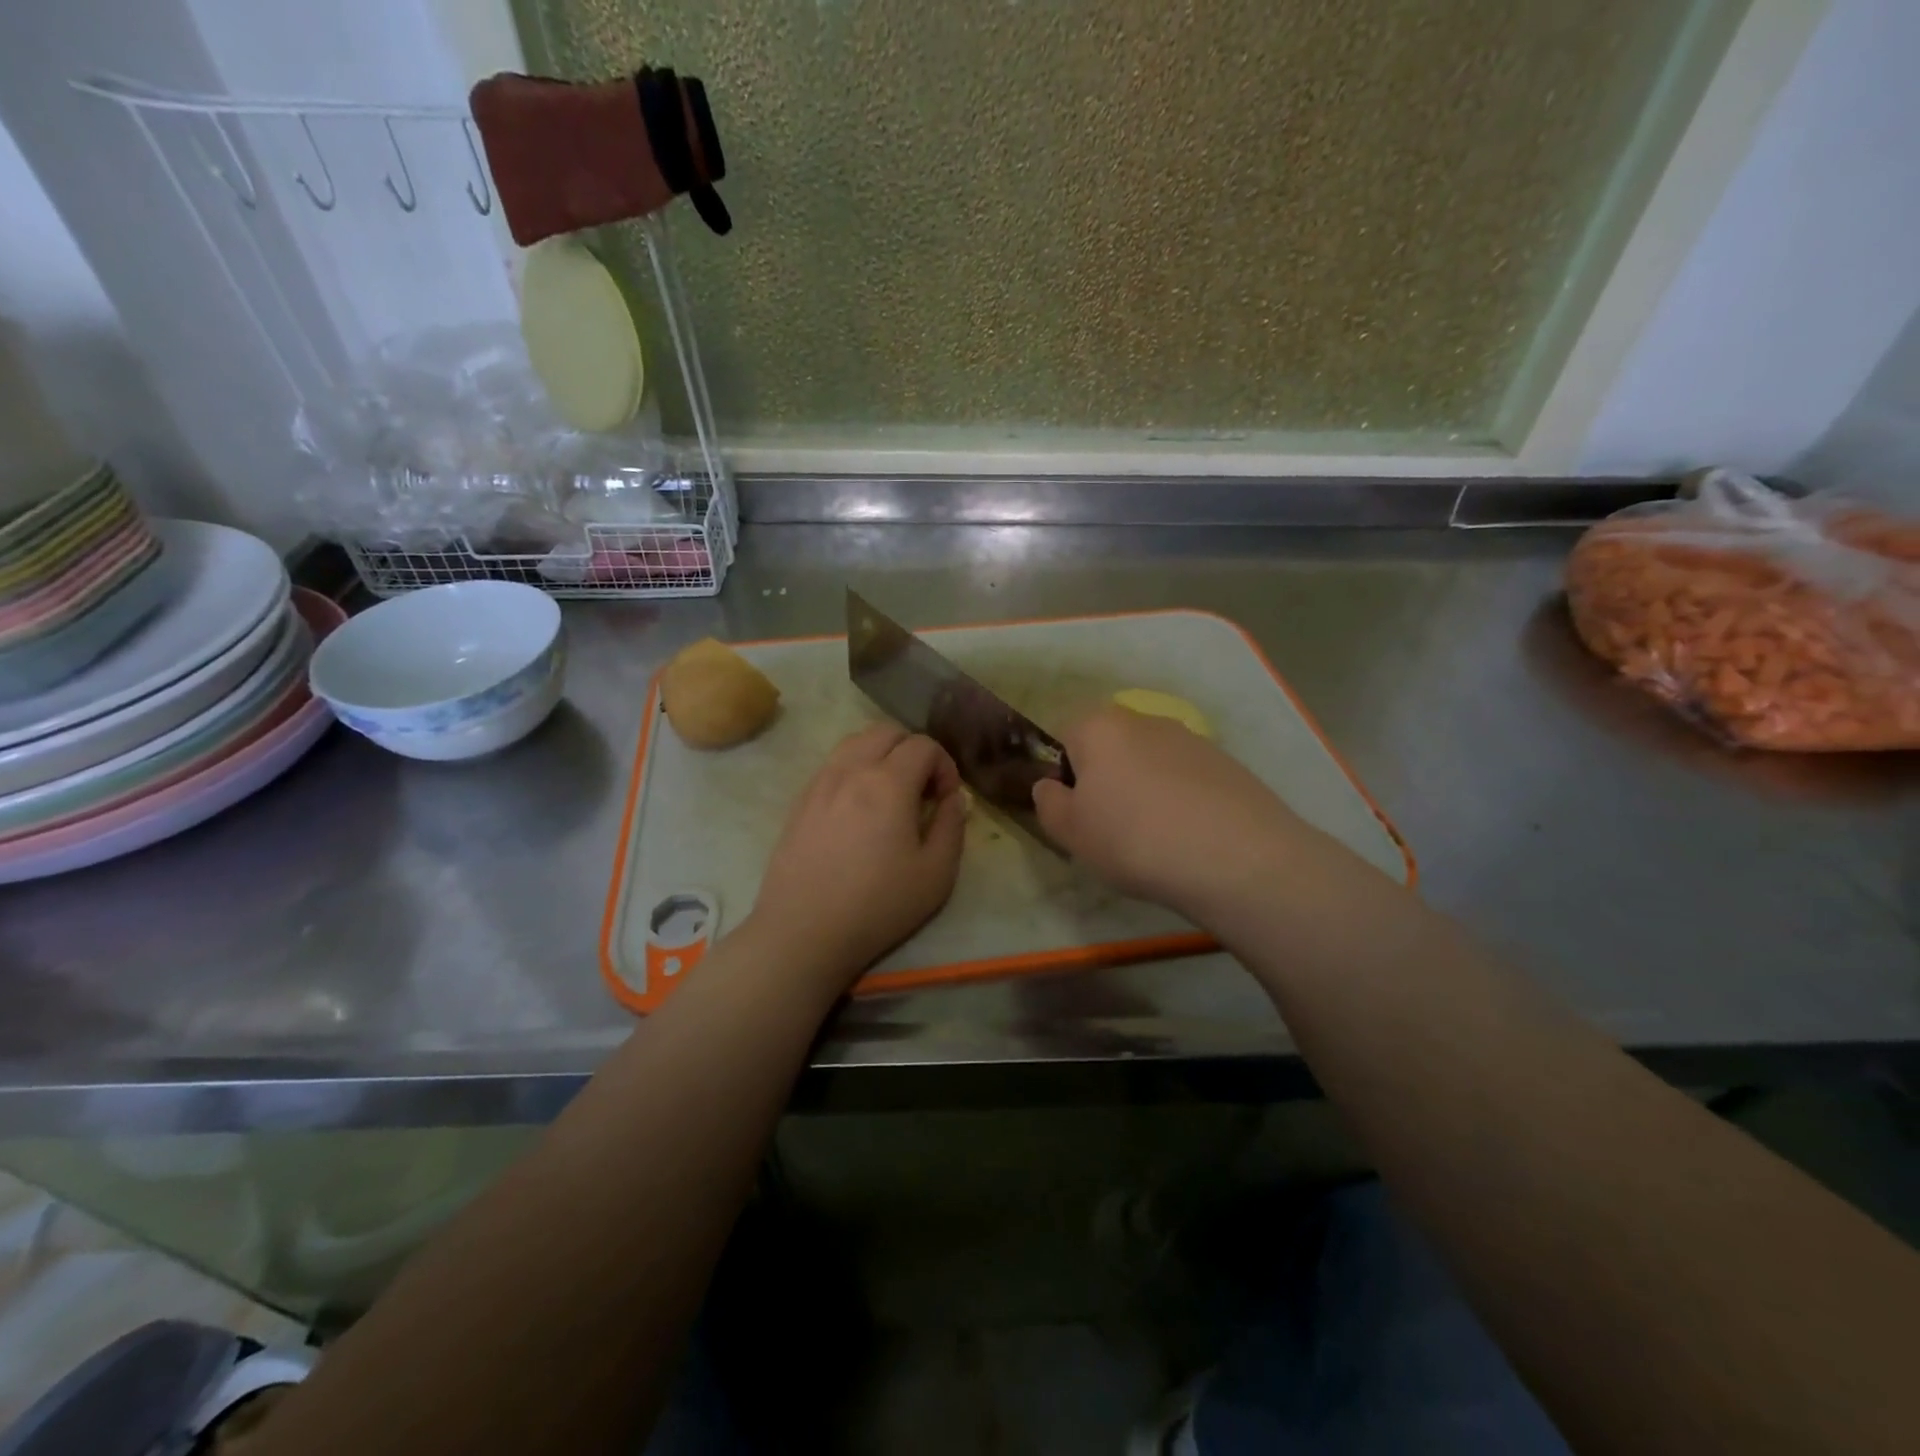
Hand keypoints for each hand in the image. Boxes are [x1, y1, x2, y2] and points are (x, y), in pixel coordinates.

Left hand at [750, 724, 967, 988]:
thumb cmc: (877, 905)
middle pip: (887, 732)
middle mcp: (851, 770)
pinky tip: (858, 809)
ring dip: (881, 755)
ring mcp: (819, 783)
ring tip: (890, 794)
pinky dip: (854, 770)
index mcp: (888, 783)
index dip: (944, 765)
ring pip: (855, 743)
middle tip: (922, 791)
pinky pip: (832, 765)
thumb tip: (953, 798)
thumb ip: (951, 825)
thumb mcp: (936, 874)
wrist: (804, 932)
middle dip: (913, 751)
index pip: (923, 745)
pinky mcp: (800, 801)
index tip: (946, 800)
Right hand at [1033, 706, 1309, 919]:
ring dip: (1145, 791)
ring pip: (1149, 763)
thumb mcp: (1070, 832)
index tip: (1077, 815)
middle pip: (1110, 747)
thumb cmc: (1134, 839)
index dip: (1064, 777)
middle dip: (1106, 781)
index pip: (1065, 738)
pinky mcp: (1226, 762)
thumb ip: (1049, 803)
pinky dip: (1181, 800)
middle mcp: (1143, 720)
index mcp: (1098, 726)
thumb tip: (1051, 787)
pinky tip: (1190, 837)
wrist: (1236, 857)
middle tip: (1112, 829)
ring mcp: (1190, 738)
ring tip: (1156, 839)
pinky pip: (1186, 779)